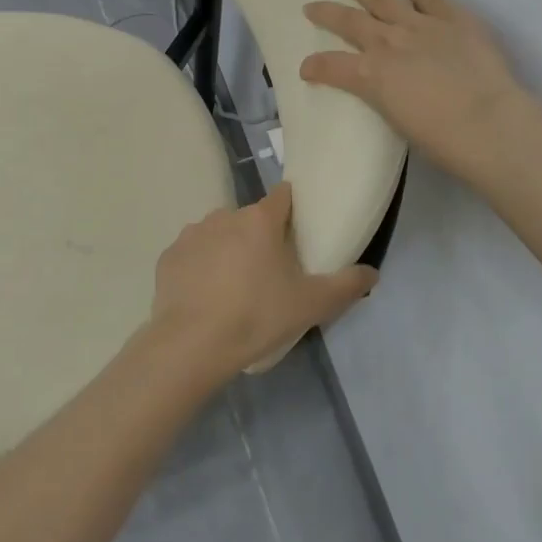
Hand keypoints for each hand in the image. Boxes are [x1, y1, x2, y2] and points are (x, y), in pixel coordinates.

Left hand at [139, 183, 376, 385]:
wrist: (192, 344)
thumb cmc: (257, 316)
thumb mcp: (311, 304)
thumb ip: (346, 285)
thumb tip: (373, 273)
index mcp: (260, 220)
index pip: (282, 197)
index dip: (292, 210)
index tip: (298, 231)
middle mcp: (224, 216)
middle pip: (250, 219)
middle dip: (260, 238)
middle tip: (270, 273)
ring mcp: (192, 235)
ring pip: (218, 235)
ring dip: (228, 251)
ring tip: (235, 289)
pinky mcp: (168, 257)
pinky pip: (192, 256)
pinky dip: (200, 269)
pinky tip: (206, 297)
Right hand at [302, 0, 532, 180]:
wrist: (488, 122)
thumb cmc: (441, 138)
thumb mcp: (397, 121)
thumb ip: (385, 98)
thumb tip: (385, 89)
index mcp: (371, 75)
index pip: (332, 67)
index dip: (315, 66)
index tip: (305, 68)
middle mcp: (390, 43)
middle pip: (350, 22)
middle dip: (328, 13)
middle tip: (311, 6)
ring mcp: (422, 26)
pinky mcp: (454, 19)